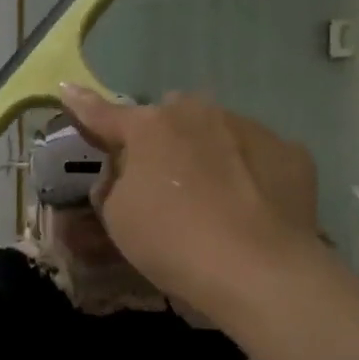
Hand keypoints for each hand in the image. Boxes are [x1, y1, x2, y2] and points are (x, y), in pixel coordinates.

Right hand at [60, 85, 318, 314]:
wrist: (259, 270)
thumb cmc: (173, 242)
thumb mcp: (118, 219)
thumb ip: (113, 185)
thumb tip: (123, 173)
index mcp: (150, 128)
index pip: (105, 114)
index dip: (83, 105)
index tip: (68, 89)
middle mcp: (200, 113)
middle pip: (171, 118)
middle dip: (163, 138)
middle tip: (164, 179)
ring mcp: (250, 128)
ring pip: (218, 132)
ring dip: (209, 154)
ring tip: (217, 200)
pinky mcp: (291, 153)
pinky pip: (258, 157)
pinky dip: (250, 174)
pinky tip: (253, 208)